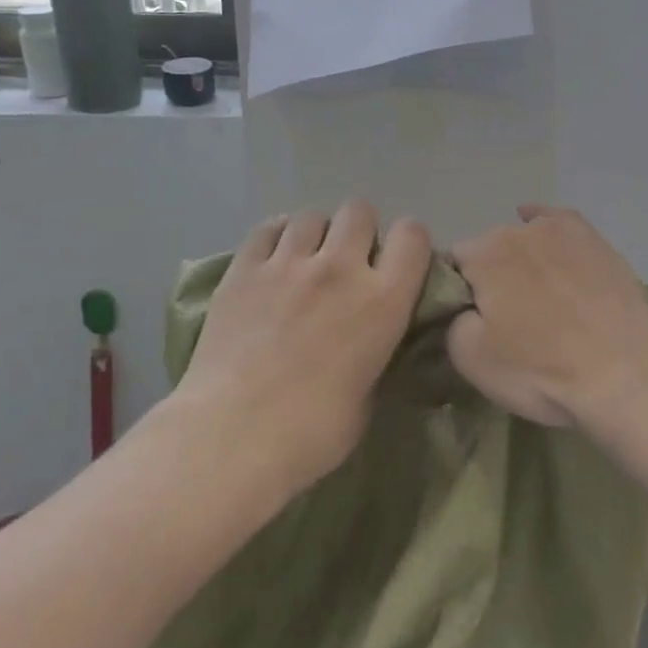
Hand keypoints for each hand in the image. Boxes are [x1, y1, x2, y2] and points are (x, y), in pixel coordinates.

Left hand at [174, 200, 430, 494]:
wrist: (234, 435)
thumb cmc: (313, 432)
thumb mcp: (368, 394)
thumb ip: (373, 352)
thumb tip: (367, 341)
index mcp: (383, 301)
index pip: (413, 236)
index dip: (408, 244)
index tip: (397, 264)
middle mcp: (341, 268)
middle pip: (360, 212)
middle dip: (359, 231)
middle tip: (348, 263)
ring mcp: (288, 263)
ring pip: (312, 216)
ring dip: (316, 235)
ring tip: (305, 262)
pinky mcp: (243, 269)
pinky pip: (267, 228)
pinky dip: (277, 237)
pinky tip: (273, 259)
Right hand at [447, 205, 647, 427]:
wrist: (623, 378)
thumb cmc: (540, 371)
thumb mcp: (470, 359)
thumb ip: (452, 319)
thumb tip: (465, 306)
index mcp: (484, 254)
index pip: (453, 264)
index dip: (458, 292)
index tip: (472, 320)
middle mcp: (519, 231)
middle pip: (489, 250)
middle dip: (491, 277)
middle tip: (508, 317)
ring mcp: (563, 232)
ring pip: (524, 238)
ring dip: (520, 260)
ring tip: (534, 295)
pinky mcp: (597, 242)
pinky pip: (560, 221)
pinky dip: (545, 222)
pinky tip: (538, 222)